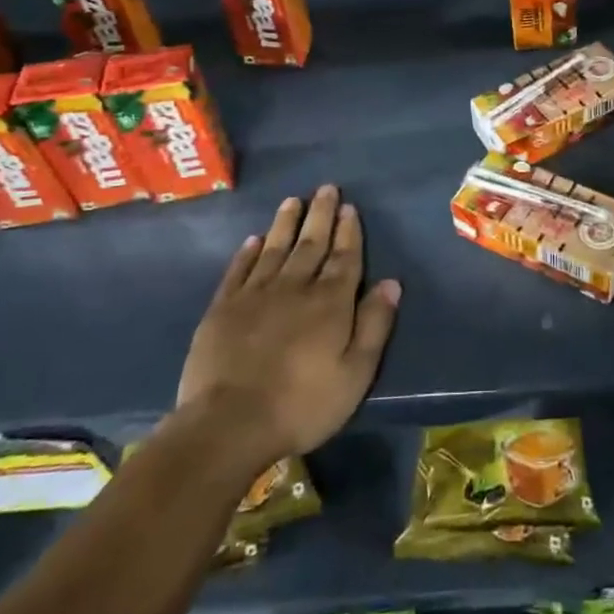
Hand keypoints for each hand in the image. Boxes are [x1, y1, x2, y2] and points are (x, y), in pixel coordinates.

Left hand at [176, 186, 400, 464]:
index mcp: (330, 302)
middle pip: (311, 244)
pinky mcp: (222, 309)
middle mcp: (295, 287)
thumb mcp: (356, 373)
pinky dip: (247, 253)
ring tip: (293, 200)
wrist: (229, 425)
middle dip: (321, 215)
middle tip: (326, 188)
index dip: (349, 232)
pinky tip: (253, 240)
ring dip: (286, 223)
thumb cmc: (303, 404)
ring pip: (275, 249)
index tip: (350, 208)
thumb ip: (374, 324)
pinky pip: (238, 270)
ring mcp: (255, 295)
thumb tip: (391, 282)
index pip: (345, 257)